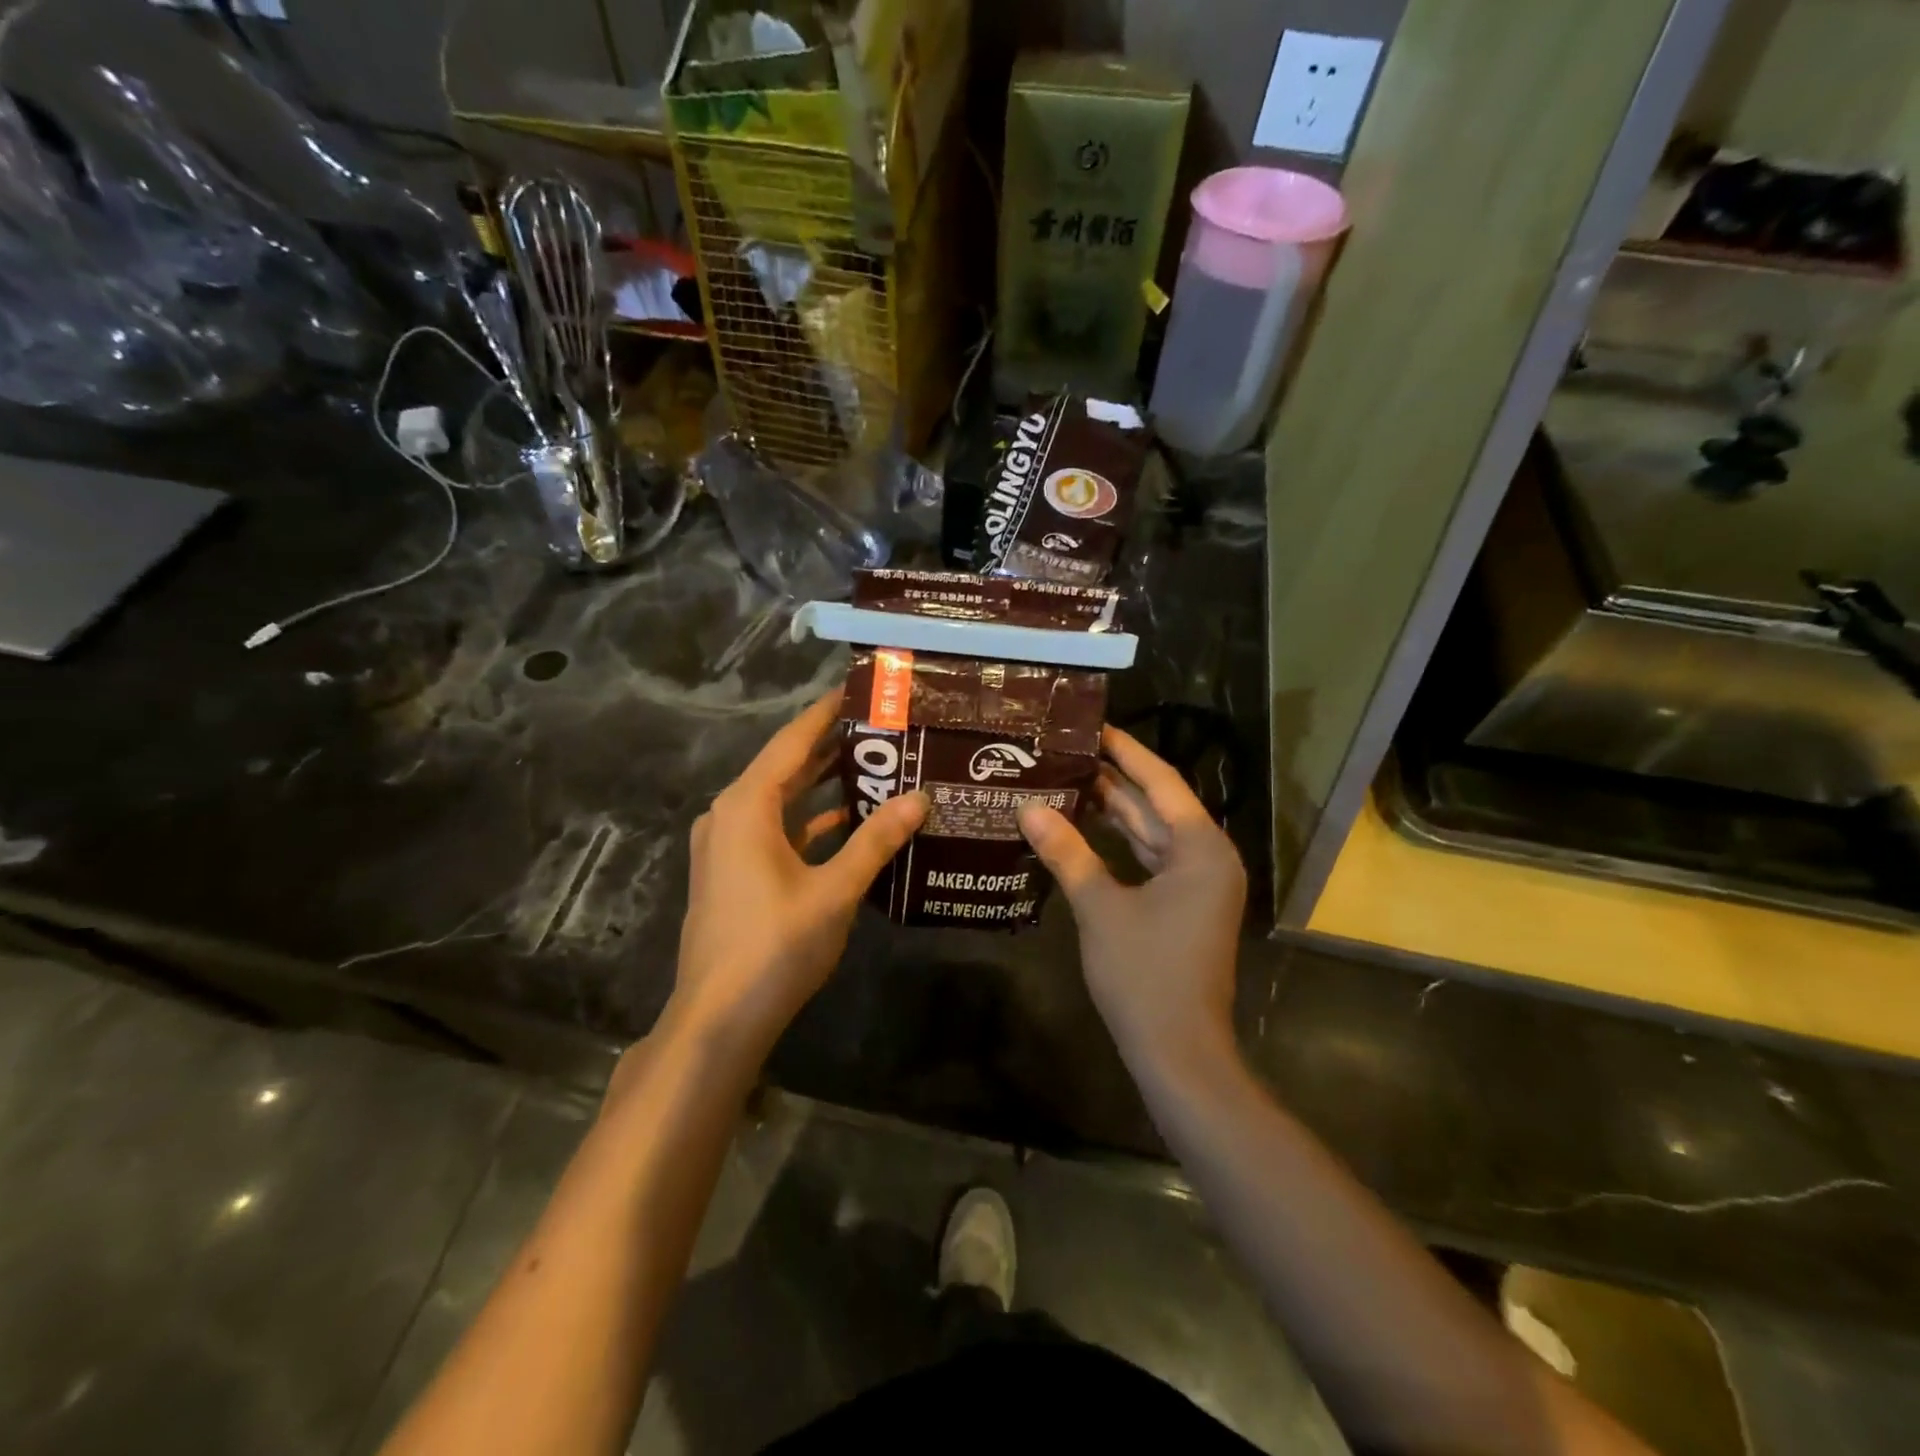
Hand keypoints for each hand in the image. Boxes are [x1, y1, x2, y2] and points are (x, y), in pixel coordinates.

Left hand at [670, 689, 926, 1055]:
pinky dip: (808, 821)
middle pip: (785, 766)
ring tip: (874, 764)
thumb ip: (876, 841)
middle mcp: (731, 814)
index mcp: (747, 806)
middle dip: (830, 746)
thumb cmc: (775, 947)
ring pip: (781, 799)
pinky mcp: (733, 872)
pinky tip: (848, 822)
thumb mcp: (834, 890)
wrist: (717, 1019)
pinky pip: (775, 829)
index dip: (826, 712)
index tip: (859, 689)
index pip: (792, 741)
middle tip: (881, 726)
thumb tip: (919, 798)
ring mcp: (728, 845)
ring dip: (821, 784)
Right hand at [1018, 725, 1245, 1071]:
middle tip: (1066, 751)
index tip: (1092, 726)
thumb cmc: (1145, 974)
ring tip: (1066, 780)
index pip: (1161, 782)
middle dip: (1114, 779)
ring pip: (1151, 834)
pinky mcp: (1183, 907)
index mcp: (1201, 848)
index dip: (1126, 752)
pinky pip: (1150, 860)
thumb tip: (1028, 808)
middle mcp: (1207, 857)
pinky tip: (1082, 830)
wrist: (1179, 1052)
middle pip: (1156, 805)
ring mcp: (1197, 885)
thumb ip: (1067, 853)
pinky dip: (1119, 845)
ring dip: (1113, 812)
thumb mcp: (1100, 907)